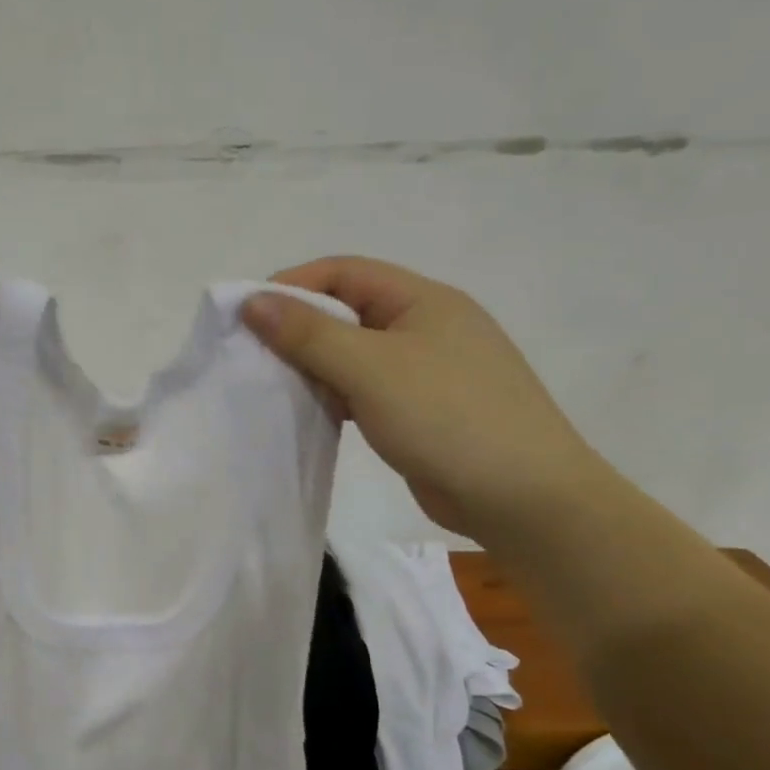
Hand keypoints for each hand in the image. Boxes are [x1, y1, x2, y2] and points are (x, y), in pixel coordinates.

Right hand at [243, 257, 611, 540]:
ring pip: (355, 356)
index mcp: (423, 300)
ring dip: (315, 367)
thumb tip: (253, 301)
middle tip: (253, 356)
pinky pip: (366, 391)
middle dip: (299, 329)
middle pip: (348, 312)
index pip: (345, 272)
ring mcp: (427, 372)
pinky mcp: (422, 412)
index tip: (247, 314)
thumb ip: (309, 334)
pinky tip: (310, 414)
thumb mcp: (371, 369)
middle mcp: (426, 327)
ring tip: (273, 387)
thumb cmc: (448, 417)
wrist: (523, 497)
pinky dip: (335, 397)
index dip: (293, 285)